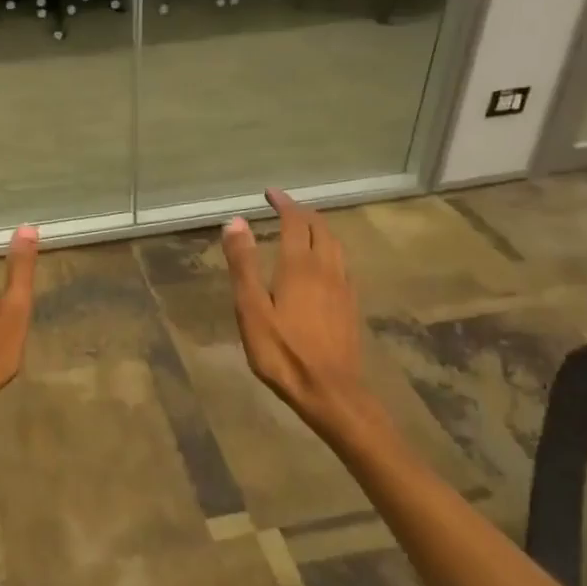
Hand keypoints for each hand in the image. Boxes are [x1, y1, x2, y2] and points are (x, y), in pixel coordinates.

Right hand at [222, 189, 377, 440]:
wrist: (330, 392)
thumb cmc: (283, 352)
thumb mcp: (251, 309)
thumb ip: (243, 264)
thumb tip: (235, 221)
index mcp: (300, 266)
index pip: (295, 221)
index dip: (283, 203)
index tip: (269, 193)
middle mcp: (326, 269)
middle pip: (320, 228)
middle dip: (302, 212)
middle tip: (283, 206)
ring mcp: (343, 287)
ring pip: (335, 244)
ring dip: (319, 228)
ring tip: (303, 227)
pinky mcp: (351, 305)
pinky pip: (342, 263)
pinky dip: (329, 249)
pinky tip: (323, 264)